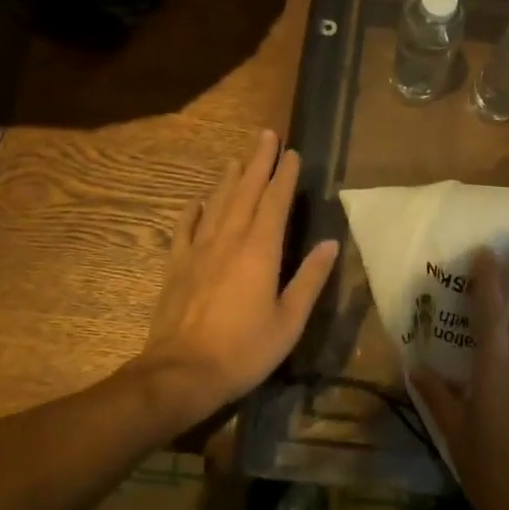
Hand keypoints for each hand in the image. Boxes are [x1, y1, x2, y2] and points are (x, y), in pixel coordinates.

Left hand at [134, 130, 338, 425]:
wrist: (181, 374)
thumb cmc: (244, 350)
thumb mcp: (289, 320)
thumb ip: (310, 278)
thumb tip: (331, 243)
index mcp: (260, 250)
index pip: (275, 202)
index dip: (284, 175)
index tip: (292, 152)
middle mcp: (230, 240)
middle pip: (245, 192)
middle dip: (258, 162)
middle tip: (265, 135)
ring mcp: (199, 251)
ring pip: (216, 204)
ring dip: (228, 179)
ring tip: (237, 159)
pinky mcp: (177, 266)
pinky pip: (185, 229)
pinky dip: (193, 211)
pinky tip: (197, 201)